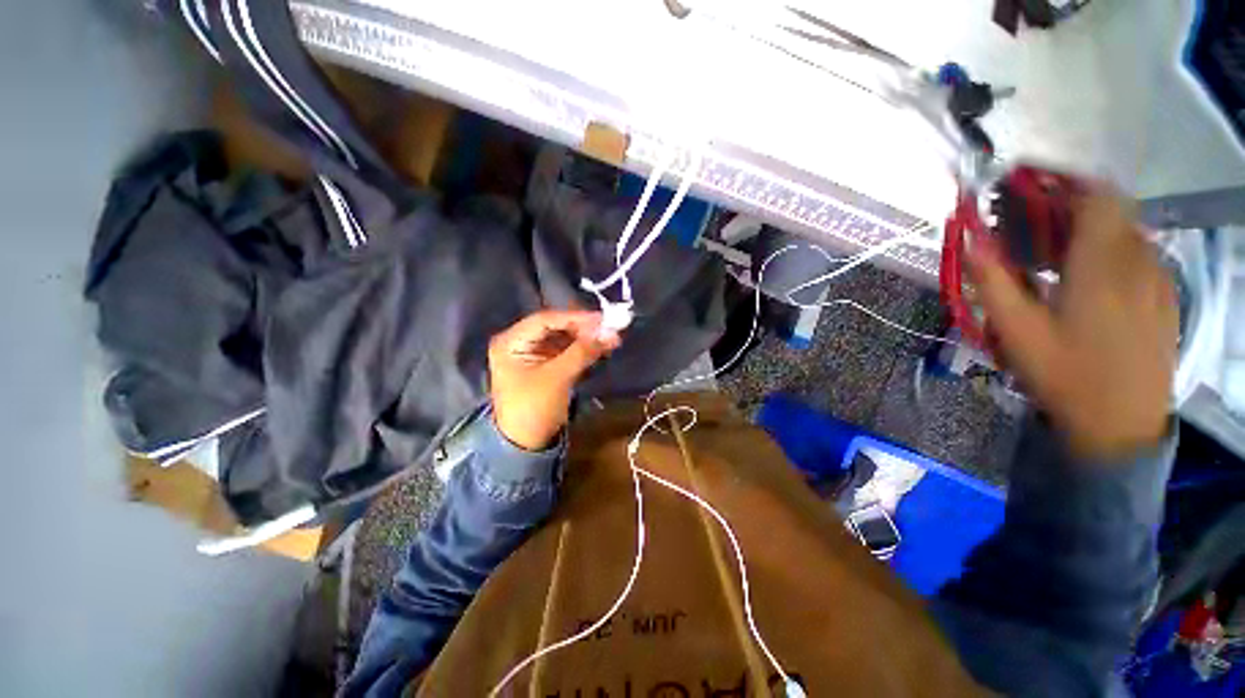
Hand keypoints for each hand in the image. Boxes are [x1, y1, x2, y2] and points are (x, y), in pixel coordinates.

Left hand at [488, 310, 620, 450]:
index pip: (546, 320)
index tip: (603, 319)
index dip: (575, 318)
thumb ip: (582, 352)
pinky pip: (567, 351)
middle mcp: (520, 342)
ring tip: (611, 339)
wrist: (525, 444)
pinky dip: (584, 350)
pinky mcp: (545, 365)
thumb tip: (610, 332)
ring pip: (564, 338)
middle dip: (584, 329)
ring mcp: (533, 353)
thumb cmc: (534, 408)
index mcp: (511, 341)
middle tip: (610, 329)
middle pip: (556, 327)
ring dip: (587, 339)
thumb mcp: (557, 377)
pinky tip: (601, 349)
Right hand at [968, 191, 1178, 460]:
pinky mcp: (1164, 294)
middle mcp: (1139, 258)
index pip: (1095, 192)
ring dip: (1086, 223)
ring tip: (1049, 247)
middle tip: (1025, 216)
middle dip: (1066, 200)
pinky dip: (1107, 245)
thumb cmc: (1065, 376)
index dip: (1061, 176)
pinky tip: (1083, 273)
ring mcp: (1158, 276)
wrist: (1121, 425)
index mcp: (1103, 264)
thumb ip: (992, 277)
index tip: (1023, 179)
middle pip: (1109, 205)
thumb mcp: (1016, 330)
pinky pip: (1136, 250)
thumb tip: (968, 235)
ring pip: (1124, 227)